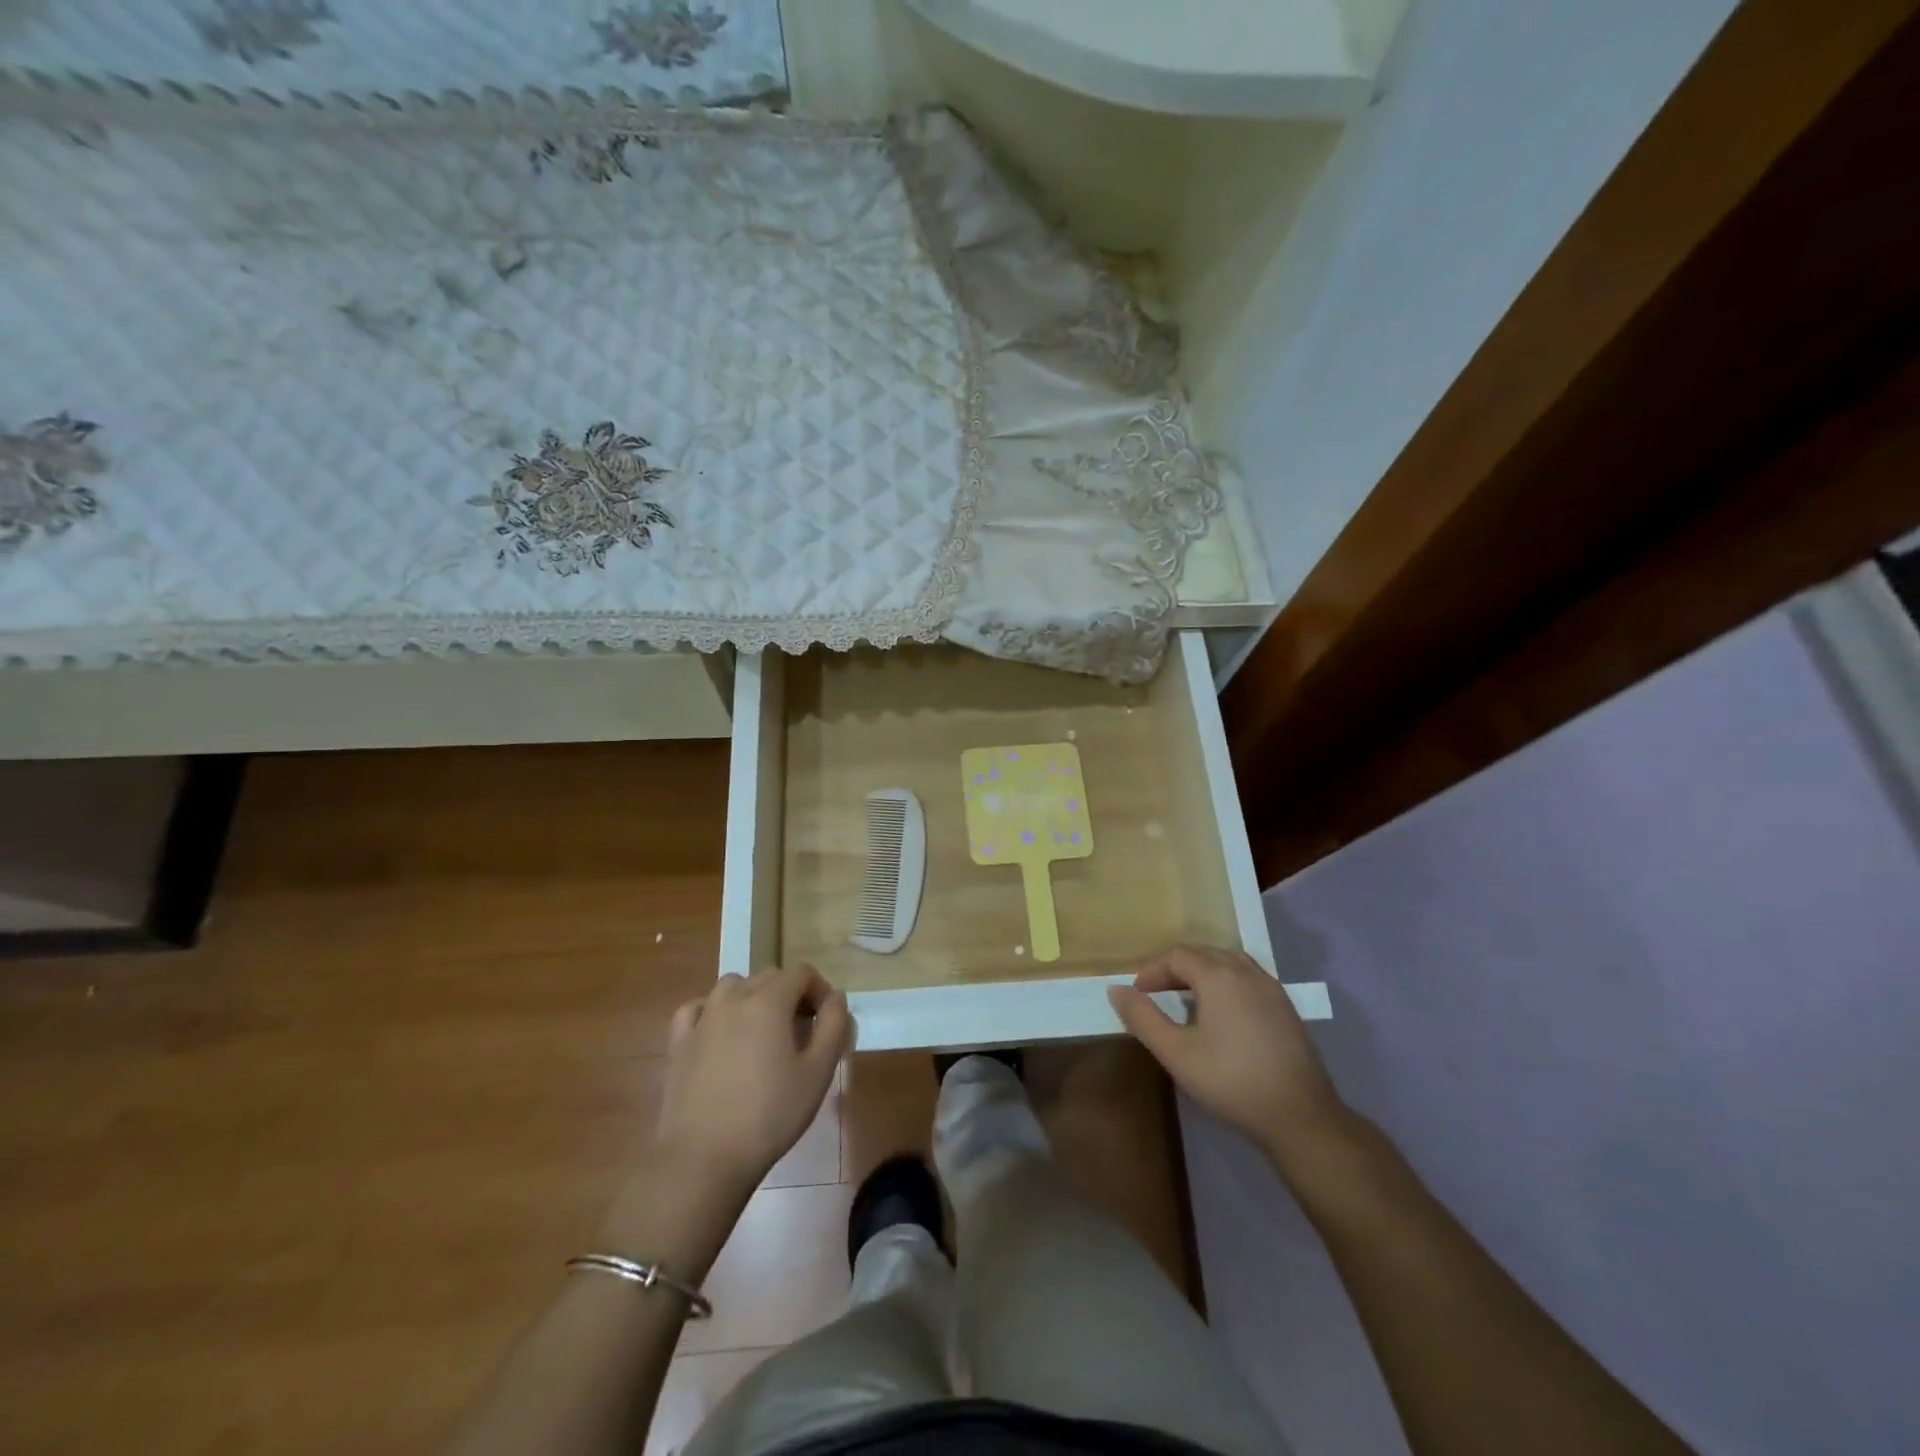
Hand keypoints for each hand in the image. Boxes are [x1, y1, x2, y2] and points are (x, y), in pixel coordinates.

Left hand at [652, 964, 853, 1201]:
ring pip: (732, 986)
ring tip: (763, 1030)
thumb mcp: (818, 1073)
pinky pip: (697, 1008)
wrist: (704, 1159)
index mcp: (769, 1001)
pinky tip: (720, 1032)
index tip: (825, 1020)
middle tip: (801, 1030)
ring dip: (753, 996)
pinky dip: (713, 1010)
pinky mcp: (679, 1043)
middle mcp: (733, 999)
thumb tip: (836, 997)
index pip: (801, 972)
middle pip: (768, 976)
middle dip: (790, 993)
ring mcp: (702, 1019)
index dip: (819, 989)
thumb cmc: (770, 1115)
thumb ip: (833, 1026)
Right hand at [1109, 945, 1352, 1171]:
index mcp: (1219, 976)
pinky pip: (1248, 979)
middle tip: (1156, 994)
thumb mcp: (1176, 1053)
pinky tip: (1221, 1015)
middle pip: (1204, 953)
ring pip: (1229, 963)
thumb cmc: (1231, 1081)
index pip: (1178, 955)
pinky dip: (1226, 983)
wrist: (1300, 1116)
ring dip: (1202, 973)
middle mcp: (1247, 972)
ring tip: (1186, 1000)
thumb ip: (1143, 1018)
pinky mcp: (1286, 1008)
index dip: (1152, 970)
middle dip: (1175, 968)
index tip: (1137, 994)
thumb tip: (1116, 990)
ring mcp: (1271, 988)